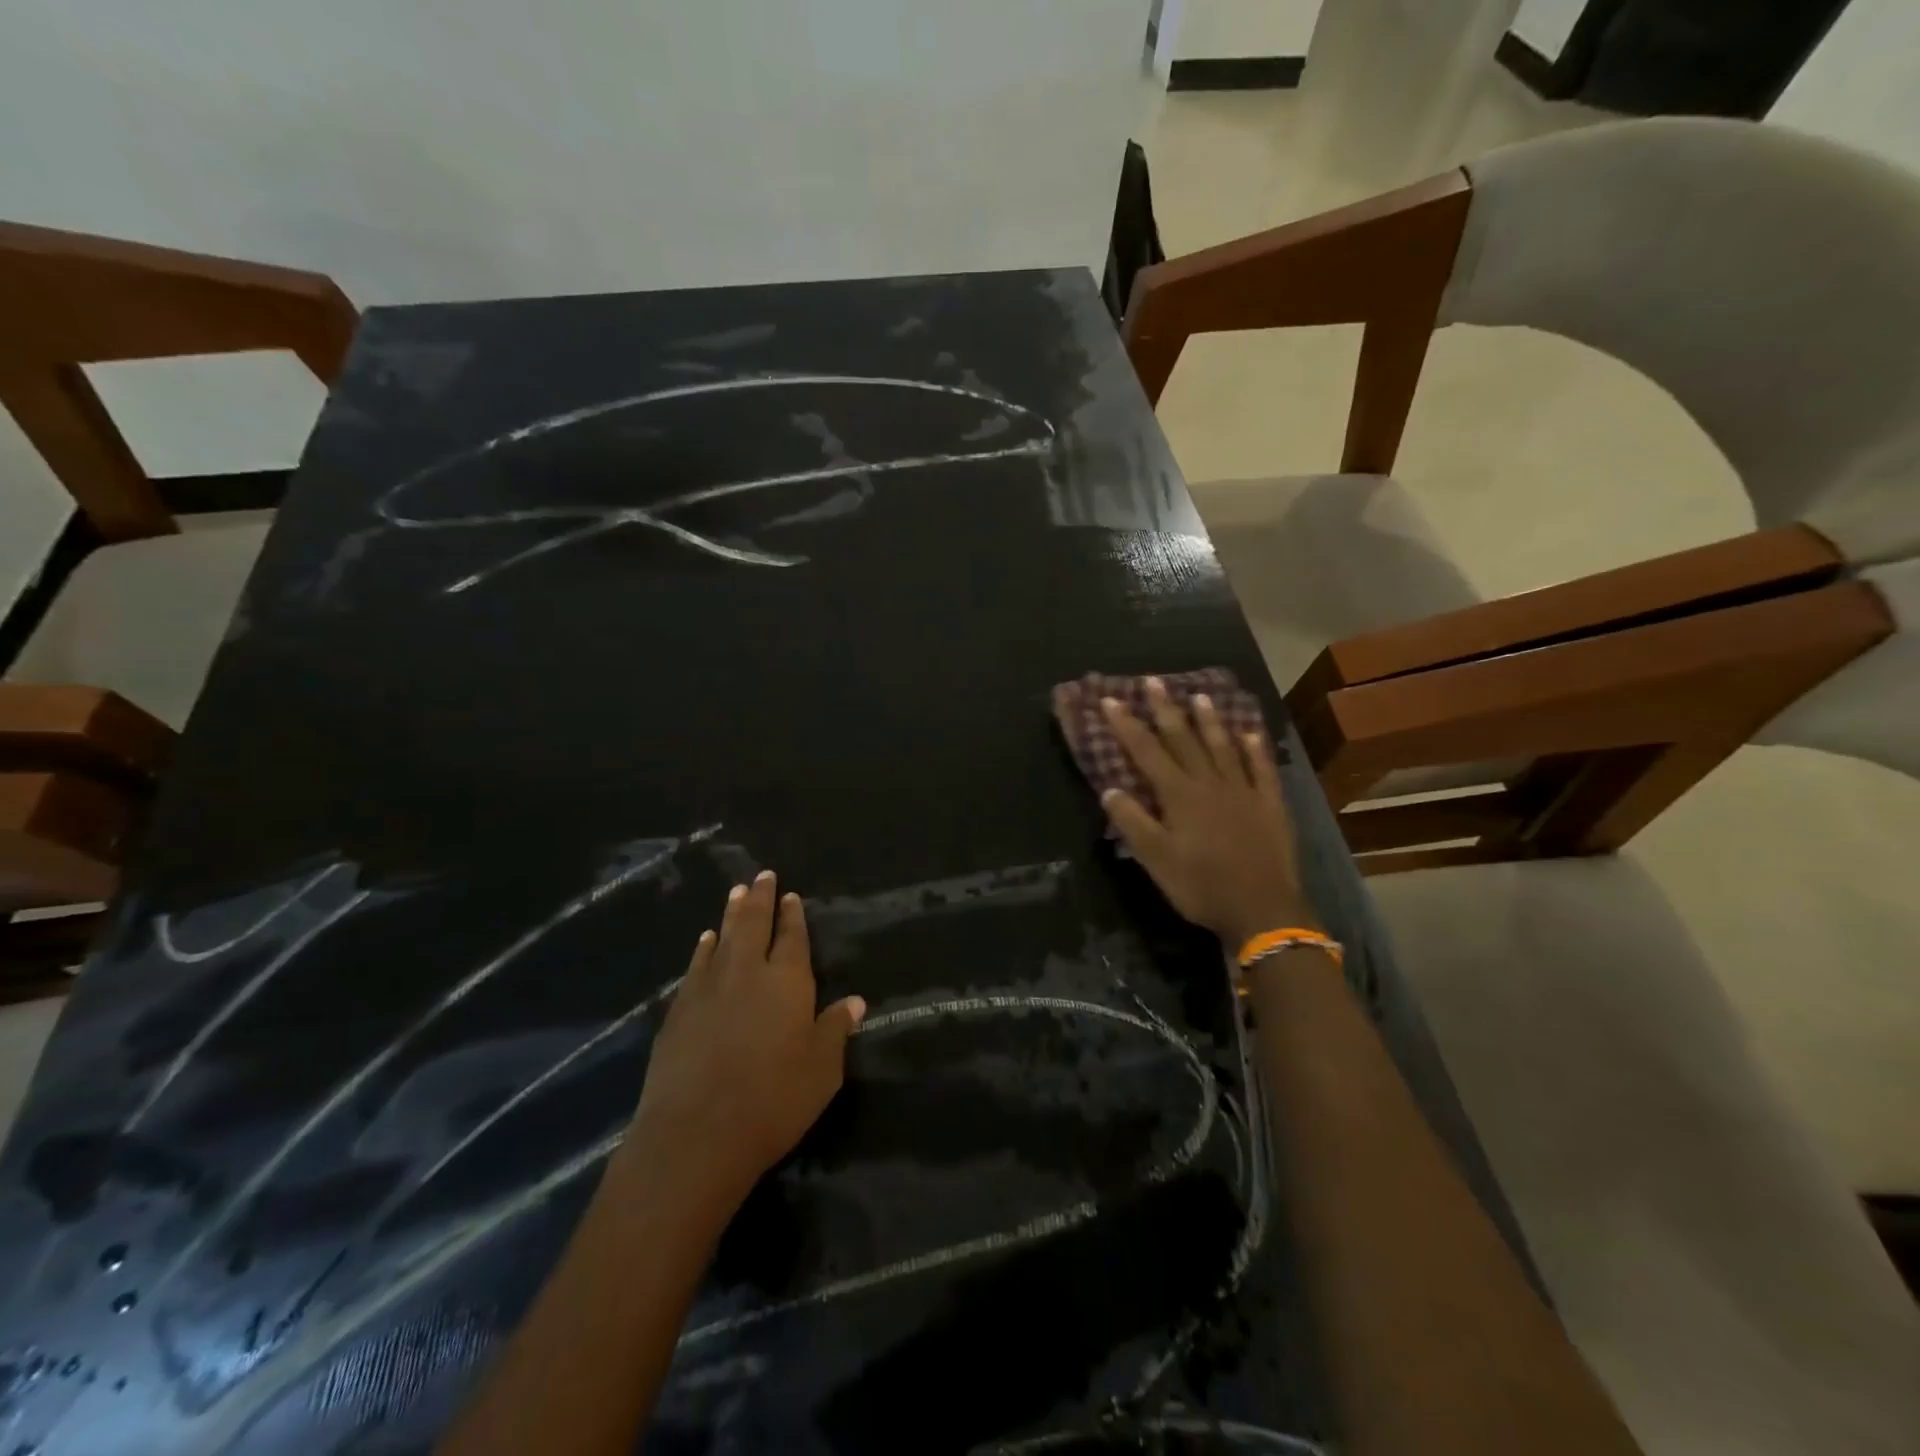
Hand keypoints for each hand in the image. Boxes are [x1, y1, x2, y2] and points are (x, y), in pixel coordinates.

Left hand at [626, 871, 865, 1208]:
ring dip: (731, 914)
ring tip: (736, 892)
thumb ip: (835, 1030)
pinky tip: (705, 941)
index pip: (793, 938)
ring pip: (723, 938)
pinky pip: (696, 965)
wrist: (695, 1134)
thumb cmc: (772, 1101)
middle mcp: (747, 972)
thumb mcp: (822, 1071)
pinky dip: (703, 948)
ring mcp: (708, 988)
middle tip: (762, 875)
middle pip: (754, 924)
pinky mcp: (679, 1010)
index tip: (791, 895)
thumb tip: (854, 1001)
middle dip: (761, 898)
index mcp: (787, 981)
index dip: (793, 916)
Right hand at [1100, 678, 1319, 948]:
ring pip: (1223, 747)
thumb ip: (1133, 822)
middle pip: (1184, 739)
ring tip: (1200, 695)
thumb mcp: (1156, 860)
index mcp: (1179, 795)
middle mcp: (1210, 783)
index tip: (1111, 700)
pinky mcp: (1270, 805)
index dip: (1127, 726)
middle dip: (1166, 710)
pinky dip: (1256, 749)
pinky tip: (1251, 733)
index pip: (1147, 752)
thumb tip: (1109, 789)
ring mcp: (1244, 791)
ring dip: (1210, 720)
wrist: (1263, 909)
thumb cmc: (1202, 886)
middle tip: (1154, 681)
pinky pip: (1262, 769)